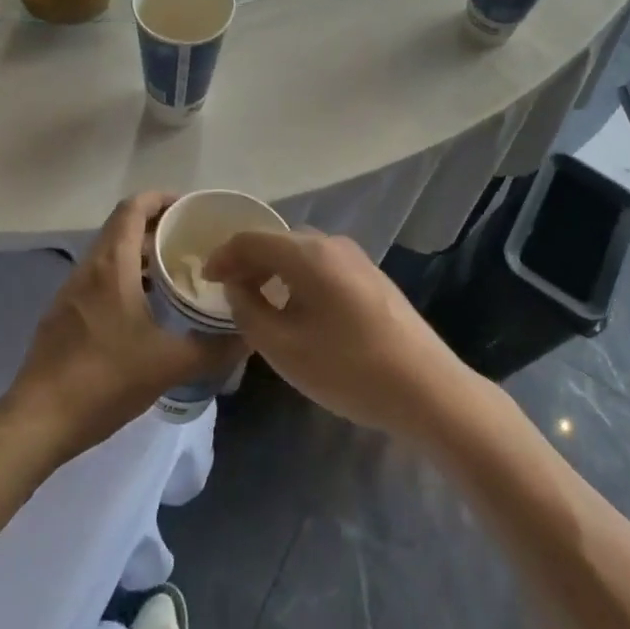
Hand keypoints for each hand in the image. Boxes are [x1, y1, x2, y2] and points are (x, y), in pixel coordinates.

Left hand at [0, 193, 244, 465]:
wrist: (38, 420)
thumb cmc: (105, 379)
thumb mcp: (169, 365)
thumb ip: (213, 348)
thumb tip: (248, 334)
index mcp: (112, 265)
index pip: (133, 208)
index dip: (160, 198)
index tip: (189, 208)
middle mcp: (88, 268)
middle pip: (121, 227)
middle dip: (155, 226)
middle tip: (190, 241)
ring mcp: (70, 291)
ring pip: (108, 254)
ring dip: (138, 254)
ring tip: (172, 272)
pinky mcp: (62, 315)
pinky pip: (97, 279)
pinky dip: (123, 277)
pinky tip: (142, 309)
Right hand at [204, 230, 478, 446]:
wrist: (427, 389)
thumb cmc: (348, 368)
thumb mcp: (283, 347)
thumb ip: (248, 310)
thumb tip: (236, 287)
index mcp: (307, 253)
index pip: (251, 239)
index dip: (222, 256)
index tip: (202, 279)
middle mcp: (331, 244)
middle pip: (276, 241)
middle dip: (247, 262)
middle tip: (227, 292)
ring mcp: (356, 258)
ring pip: (300, 253)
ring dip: (272, 270)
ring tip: (257, 301)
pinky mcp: (371, 277)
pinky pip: (320, 265)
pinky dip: (296, 278)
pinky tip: (295, 308)